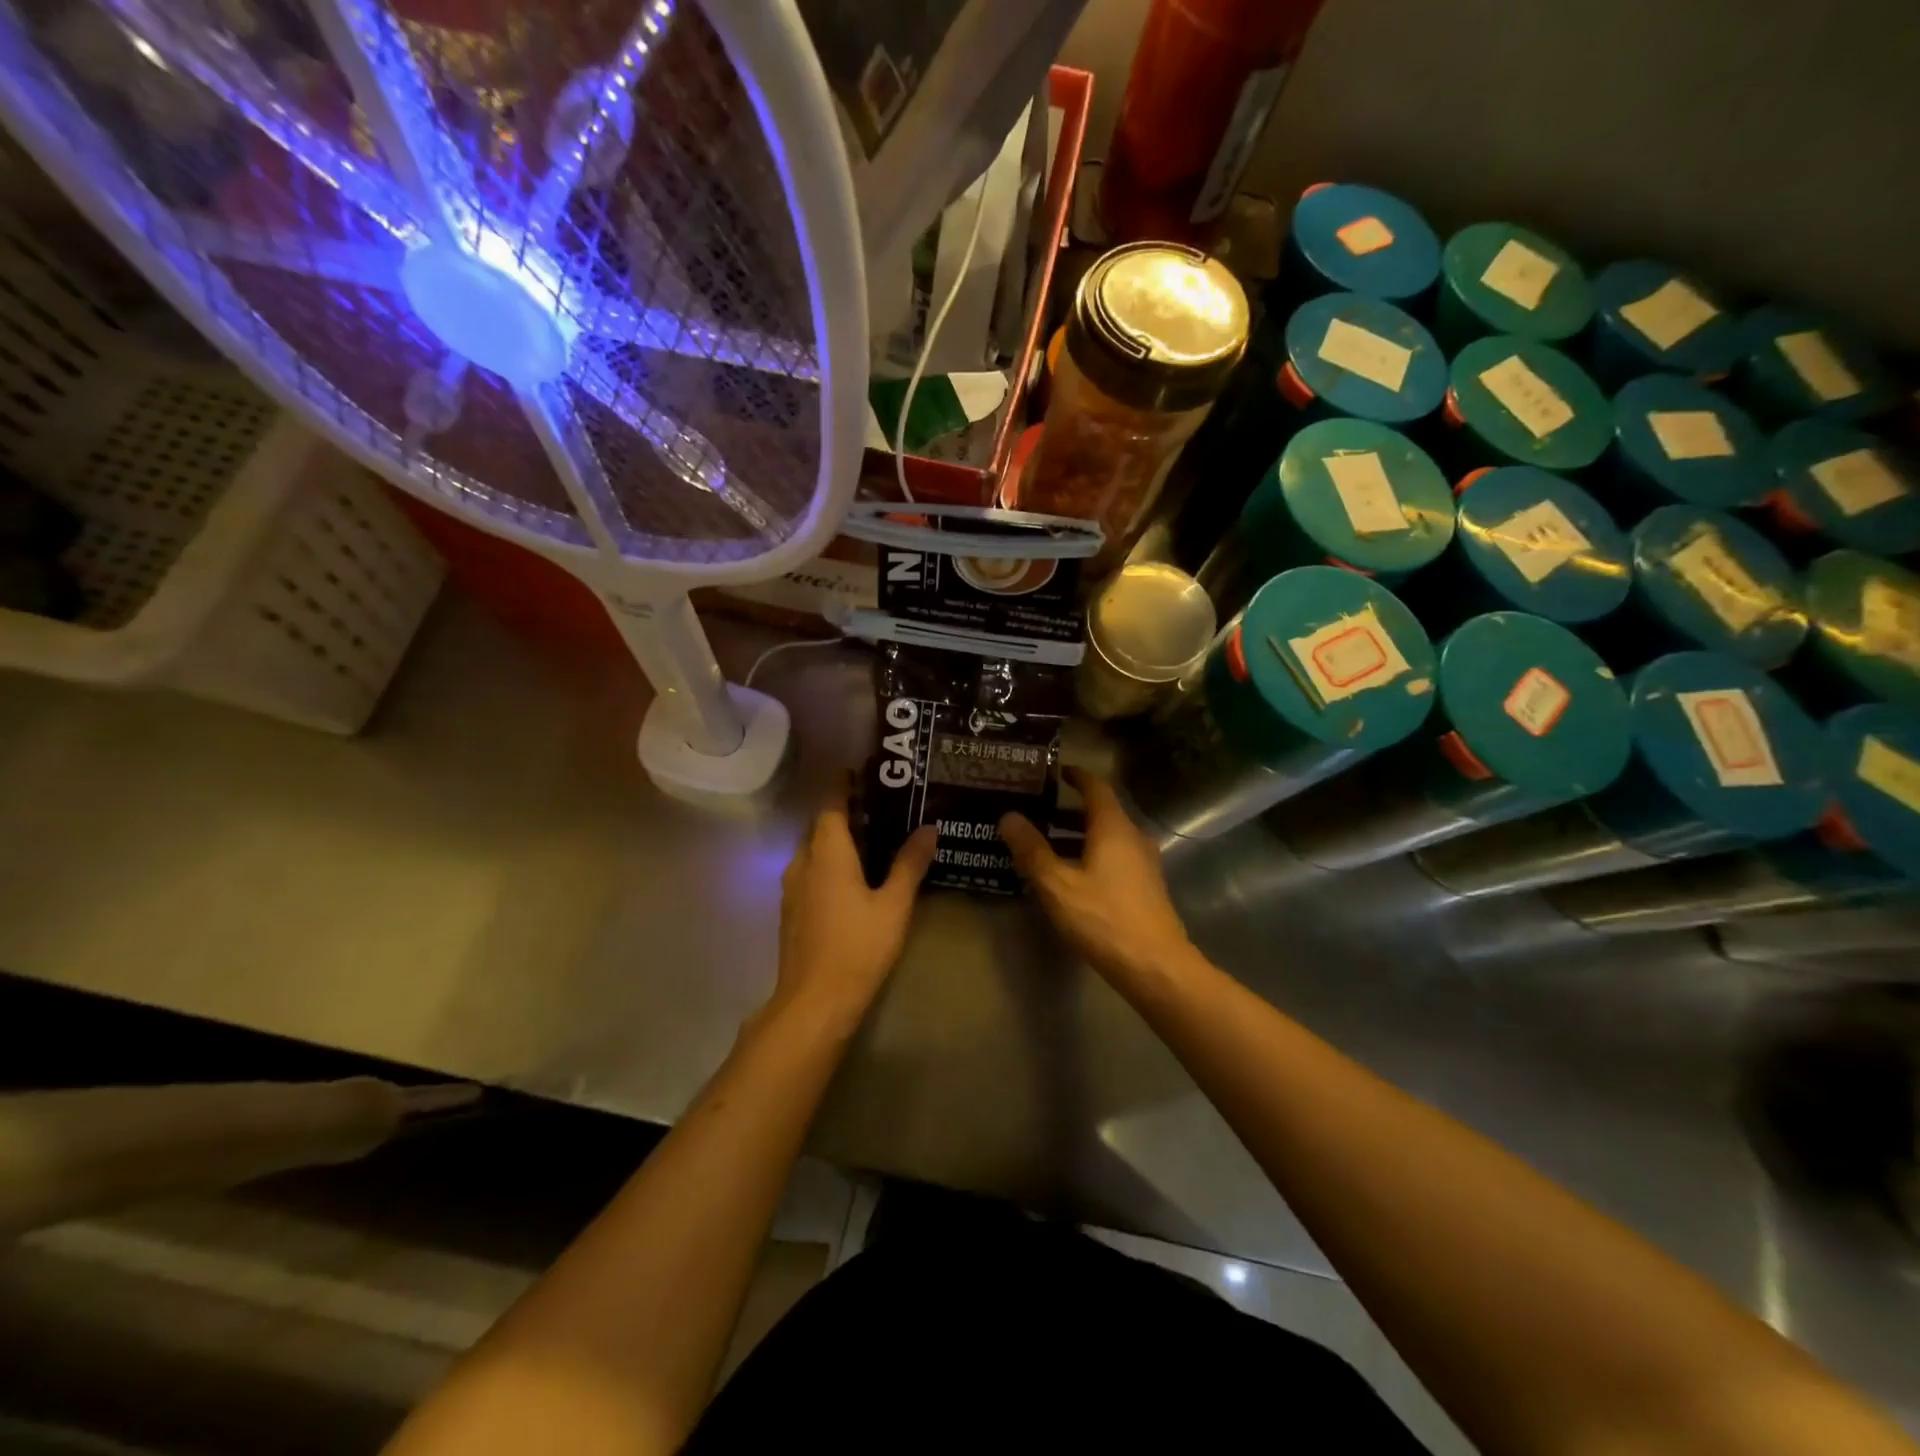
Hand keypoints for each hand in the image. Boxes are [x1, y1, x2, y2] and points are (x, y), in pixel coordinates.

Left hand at [771, 781, 936, 1032]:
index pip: (831, 804)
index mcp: (827, 853)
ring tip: (869, 838)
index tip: (862, 772)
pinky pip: (809, 870)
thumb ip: (909, 864)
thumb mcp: (894, 905)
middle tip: (878, 806)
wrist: (814, 1001)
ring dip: (834, 838)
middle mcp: (802, 861)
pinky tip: (850, 876)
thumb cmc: (858, 947)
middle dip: (843, 811)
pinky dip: (827, 861)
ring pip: (812, 849)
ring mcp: (791, 887)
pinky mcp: (790, 909)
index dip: (844, 786)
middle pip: (820, 825)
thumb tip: (929, 828)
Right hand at [999, 768, 1196, 984]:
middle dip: (1067, 811)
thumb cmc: (1104, 918)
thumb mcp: (1057, 884)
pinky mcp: (1145, 888)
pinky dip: (1089, 856)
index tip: (1053, 772)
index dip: (1075, 776)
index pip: (1095, 787)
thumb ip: (1032, 849)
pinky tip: (1068, 878)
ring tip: (1043, 847)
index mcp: (1114, 827)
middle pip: (1100, 813)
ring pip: (1106, 839)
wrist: (1155, 966)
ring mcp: (1144, 864)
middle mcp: (1133, 837)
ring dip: (1076, 838)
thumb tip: (1008, 816)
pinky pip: (1113, 859)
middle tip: (1034, 813)